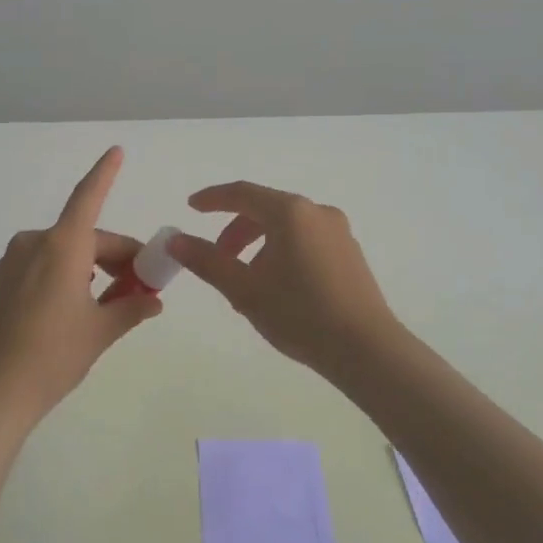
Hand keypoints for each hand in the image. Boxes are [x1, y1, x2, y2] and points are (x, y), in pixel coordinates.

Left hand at [0, 146, 162, 428]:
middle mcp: (35, 244)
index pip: (88, 197)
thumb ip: (131, 309)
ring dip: (94, 267)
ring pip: (66, 253)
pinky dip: (69, 275)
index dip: (104, 173)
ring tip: (115, 302)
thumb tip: (154, 300)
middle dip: (117, 256)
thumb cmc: (52, 355)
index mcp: (62, 246)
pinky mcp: (2, 283)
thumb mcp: (100, 332)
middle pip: (86, 237)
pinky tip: (80, 306)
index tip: (116, 150)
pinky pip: (45, 266)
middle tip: (143, 286)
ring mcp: (14, 263)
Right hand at [168, 181, 401, 371]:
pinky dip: (282, 252)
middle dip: (235, 231)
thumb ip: (207, 260)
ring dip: (258, 245)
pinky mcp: (350, 254)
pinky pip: (306, 240)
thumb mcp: (244, 289)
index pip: (242, 193)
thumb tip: (176, 240)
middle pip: (265, 210)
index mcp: (290, 212)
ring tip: (246, 282)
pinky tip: (277, 287)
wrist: (366, 349)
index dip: (213, 199)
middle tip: (216, 258)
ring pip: (286, 227)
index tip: (191, 207)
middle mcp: (317, 212)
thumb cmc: (299, 314)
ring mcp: (338, 232)